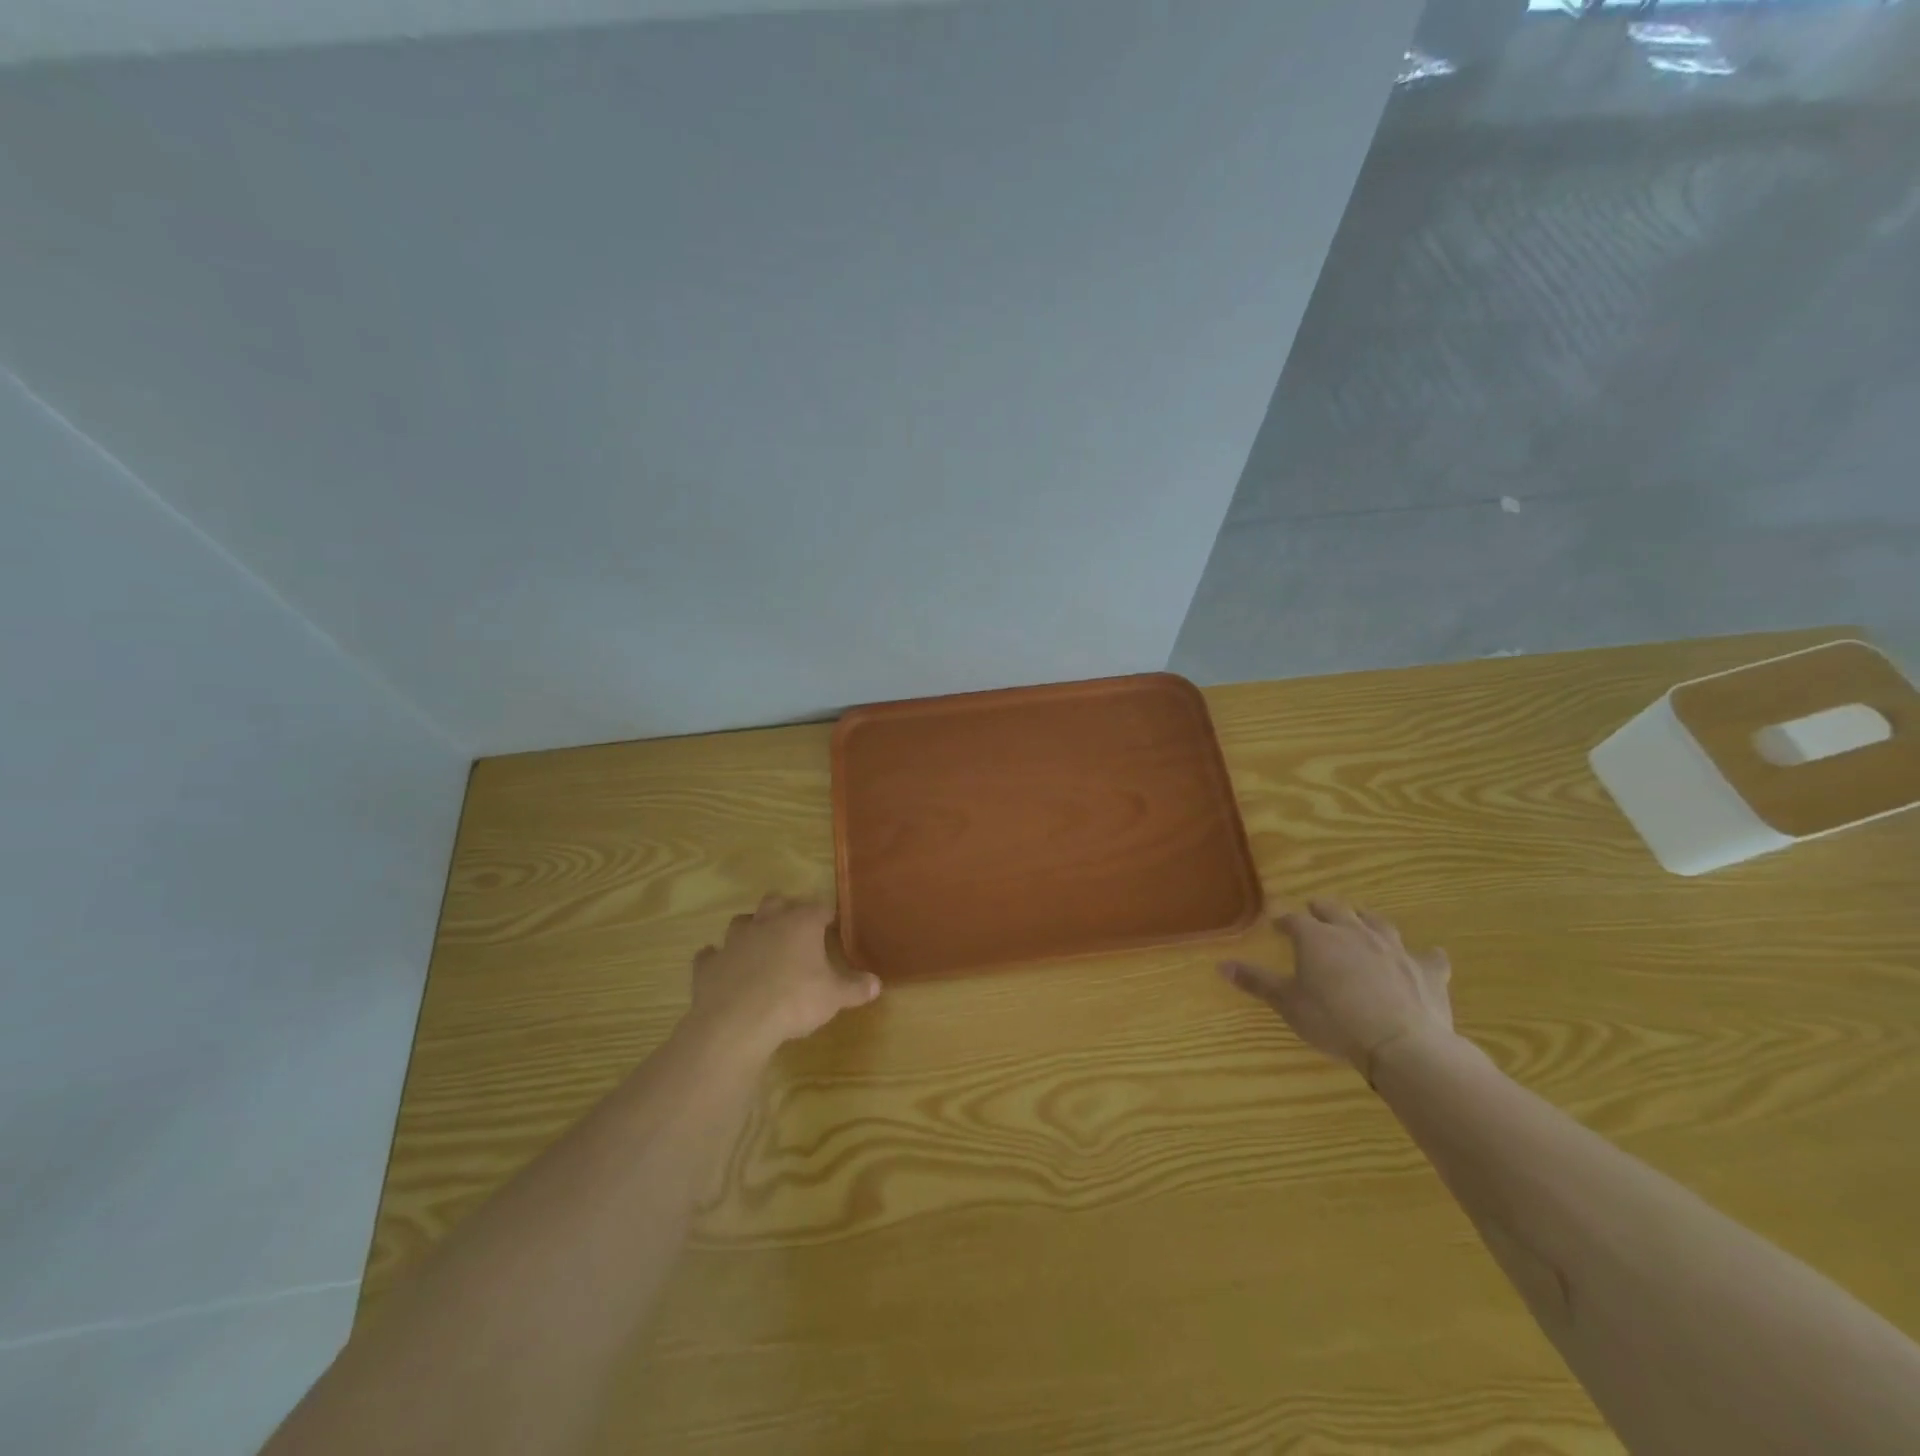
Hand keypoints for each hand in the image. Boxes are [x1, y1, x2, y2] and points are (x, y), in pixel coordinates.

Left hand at [688, 895, 880, 1053]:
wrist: (737, 1023)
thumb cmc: (793, 1001)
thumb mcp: (834, 998)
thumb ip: (856, 988)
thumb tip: (876, 984)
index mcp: (800, 924)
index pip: (819, 908)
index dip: (827, 915)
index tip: (832, 924)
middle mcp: (767, 922)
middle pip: (776, 901)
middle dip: (785, 909)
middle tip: (795, 928)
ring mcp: (734, 941)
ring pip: (741, 921)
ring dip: (751, 929)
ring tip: (760, 945)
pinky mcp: (708, 964)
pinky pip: (711, 954)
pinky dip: (717, 958)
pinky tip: (722, 968)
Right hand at [1219, 899, 1453, 1079]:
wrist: (1401, 1043)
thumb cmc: (1334, 1020)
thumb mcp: (1288, 1003)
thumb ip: (1257, 982)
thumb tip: (1221, 965)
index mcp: (1317, 938)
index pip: (1295, 920)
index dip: (1285, 922)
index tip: (1278, 927)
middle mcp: (1354, 933)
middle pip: (1336, 910)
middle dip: (1323, 909)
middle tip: (1315, 911)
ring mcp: (1394, 948)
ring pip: (1378, 923)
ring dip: (1367, 920)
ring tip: (1361, 920)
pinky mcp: (1426, 970)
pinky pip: (1428, 956)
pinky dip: (1424, 955)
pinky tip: (1428, 956)